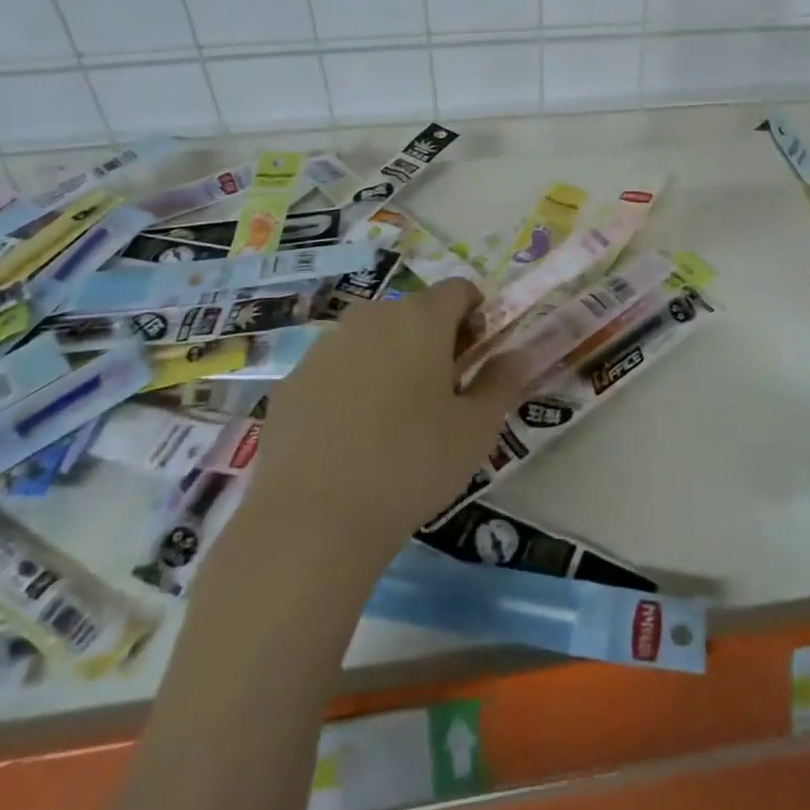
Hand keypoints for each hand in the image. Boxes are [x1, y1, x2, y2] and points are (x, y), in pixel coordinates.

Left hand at [244, 279, 521, 556]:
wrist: (311, 519)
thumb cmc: (411, 465)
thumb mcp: (476, 430)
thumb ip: (502, 383)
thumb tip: (517, 355)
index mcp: (421, 318)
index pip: (459, 289)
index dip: (475, 317)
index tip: (475, 359)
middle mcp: (371, 317)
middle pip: (414, 312)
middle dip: (433, 341)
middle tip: (440, 396)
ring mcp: (326, 346)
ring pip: (372, 339)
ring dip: (391, 362)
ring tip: (392, 422)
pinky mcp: (293, 380)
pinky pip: (335, 369)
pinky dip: (351, 387)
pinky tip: (350, 439)